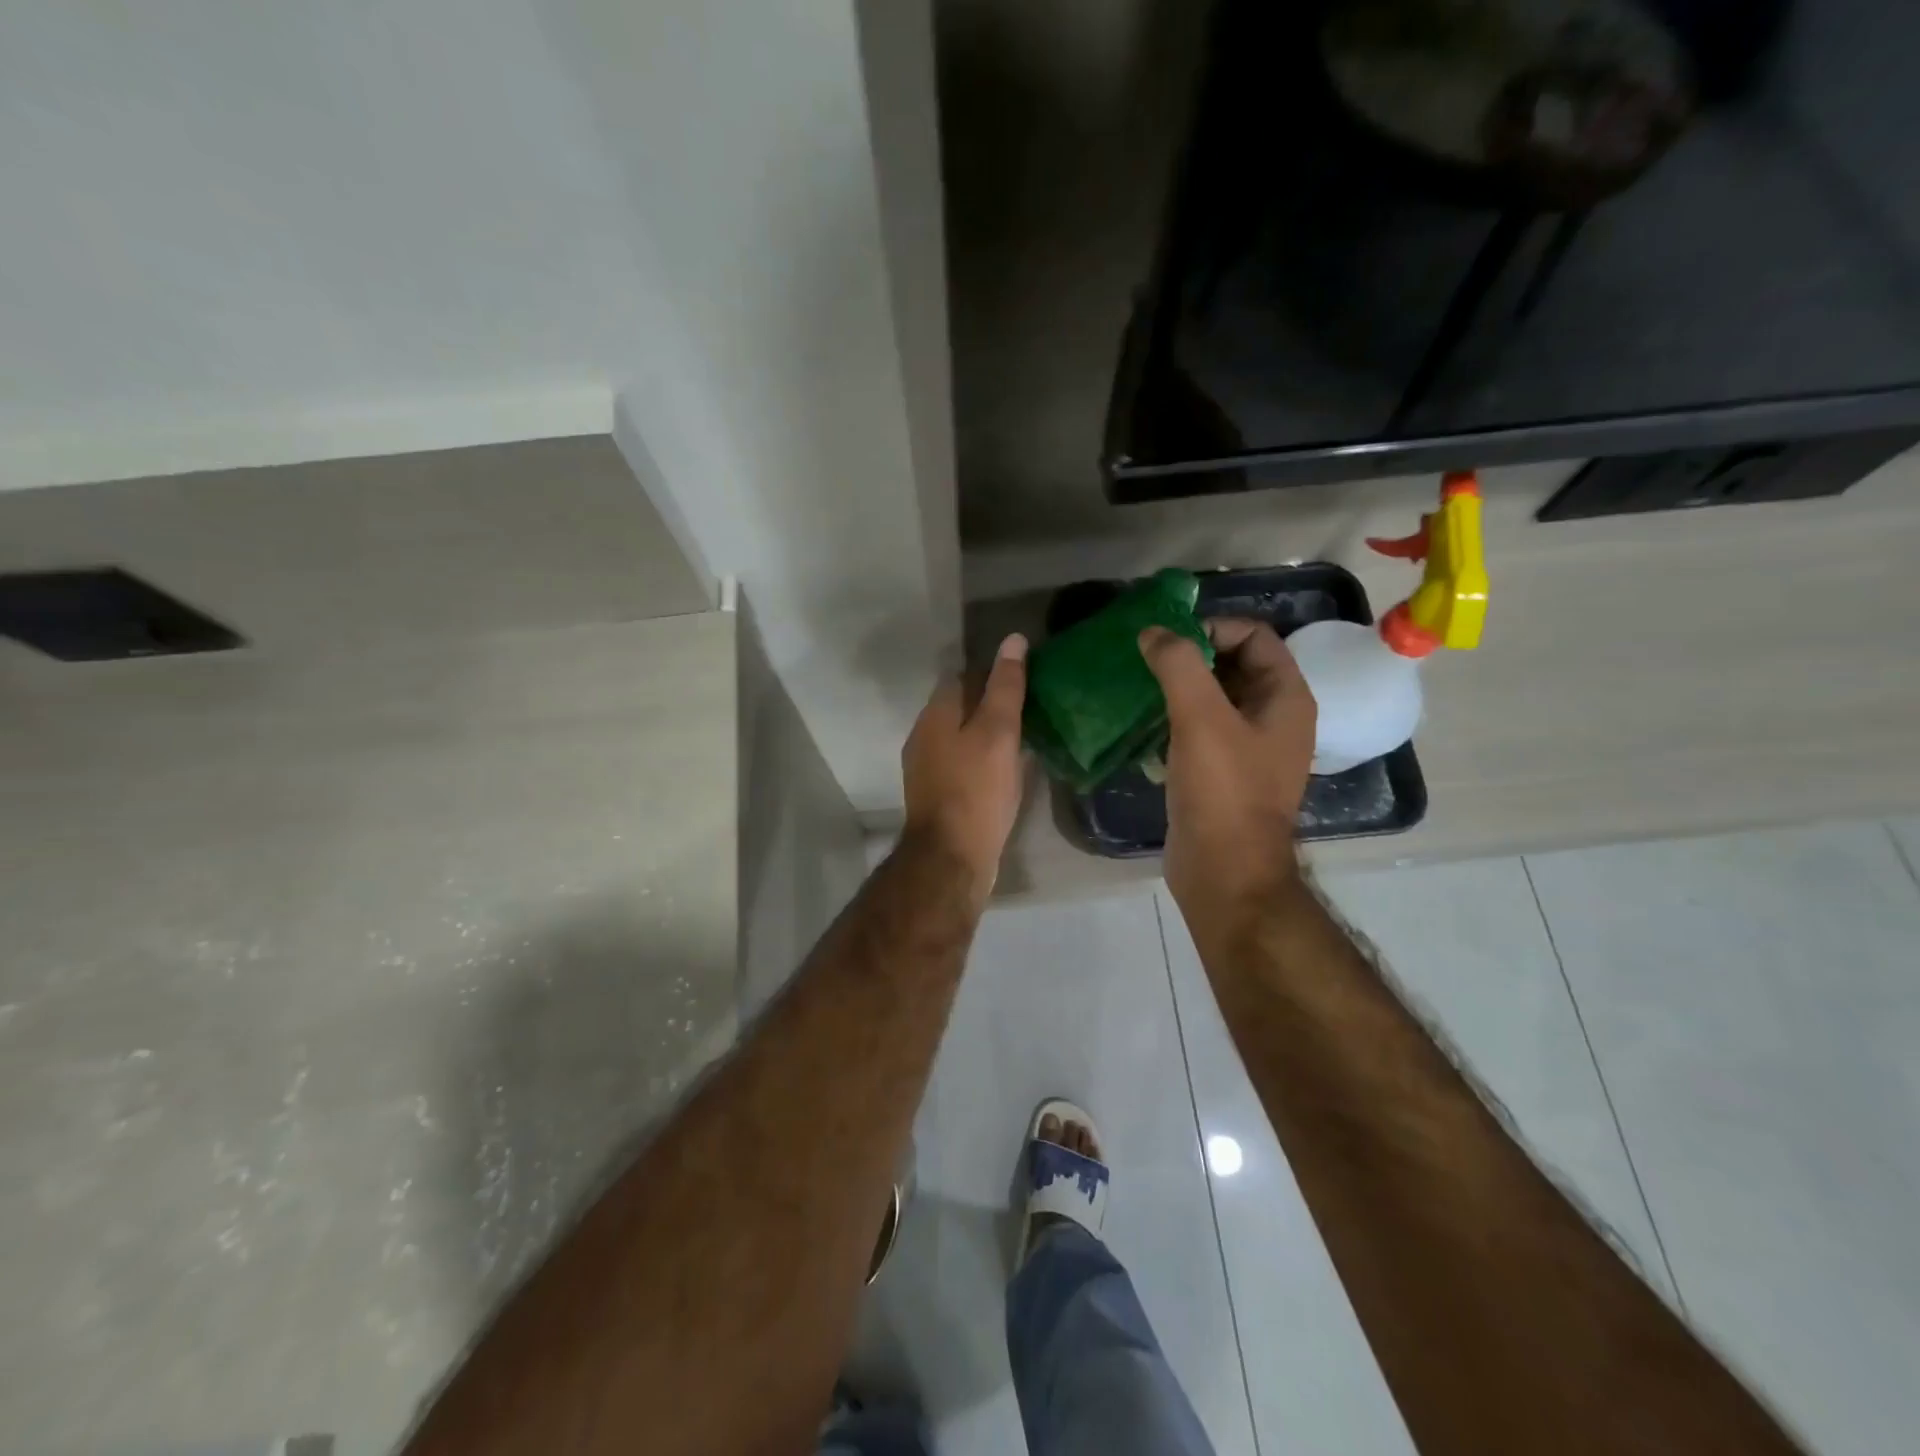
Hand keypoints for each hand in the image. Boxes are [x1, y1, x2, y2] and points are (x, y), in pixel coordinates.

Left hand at [901, 633, 1028, 897]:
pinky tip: (1007, 768)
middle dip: (992, 702)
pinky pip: (962, 761)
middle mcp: (924, 734)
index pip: (964, 675)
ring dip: (988, 731)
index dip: (995, 672)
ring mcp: (927, 766)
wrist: (951, 857)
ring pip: (961, 735)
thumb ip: (1005, 687)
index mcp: (936, 713)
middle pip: (961, 705)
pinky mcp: (937, 793)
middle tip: (1033, 707)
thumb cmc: (977, 789)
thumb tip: (1013, 640)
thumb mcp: (998, 732)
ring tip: (1026, 735)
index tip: (1027, 679)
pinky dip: (983, 757)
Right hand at [1138, 619, 1315, 920]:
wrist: (1224, 872)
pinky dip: (1174, 719)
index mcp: (1286, 698)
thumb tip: (1154, 632)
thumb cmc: (1222, 791)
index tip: (1168, 643)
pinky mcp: (1222, 772)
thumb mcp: (1201, 719)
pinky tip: (1143, 724)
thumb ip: (1179, 666)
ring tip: (1139, 688)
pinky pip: (1200, 730)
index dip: (1213, 628)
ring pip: (1213, 698)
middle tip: (1146, 661)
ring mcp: (1248, 748)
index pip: (1254, 636)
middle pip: (1233, 664)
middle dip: (1190, 656)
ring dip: (1178, 688)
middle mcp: (1273, 718)